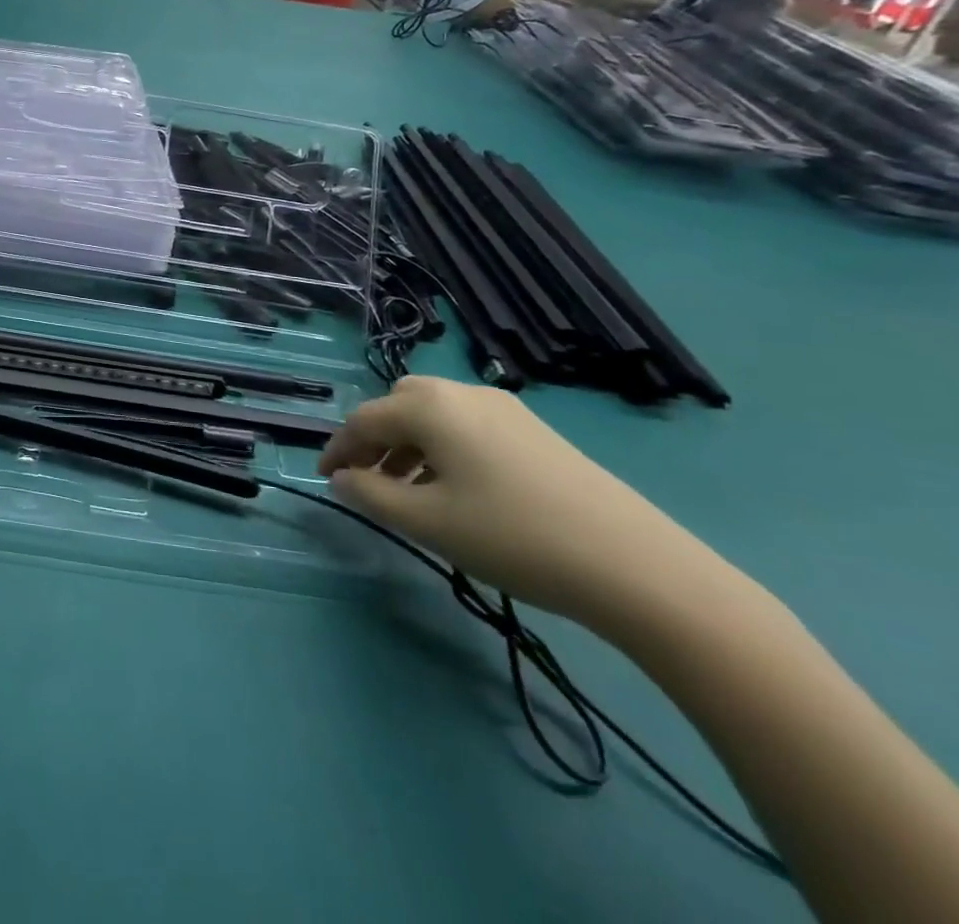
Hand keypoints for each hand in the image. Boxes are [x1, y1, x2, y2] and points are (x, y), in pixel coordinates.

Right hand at [316, 377, 716, 632]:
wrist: (634, 565)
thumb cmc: (512, 536)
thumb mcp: (427, 521)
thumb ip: (371, 494)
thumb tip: (342, 478)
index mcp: (430, 407)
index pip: (364, 419)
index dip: (337, 449)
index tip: (324, 479)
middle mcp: (463, 393)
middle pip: (399, 405)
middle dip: (375, 439)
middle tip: (367, 480)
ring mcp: (505, 409)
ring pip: (435, 415)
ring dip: (409, 445)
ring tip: (408, 492)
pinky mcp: (535, 431)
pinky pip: (468, 427)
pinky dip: (444, 449)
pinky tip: (455, 490)